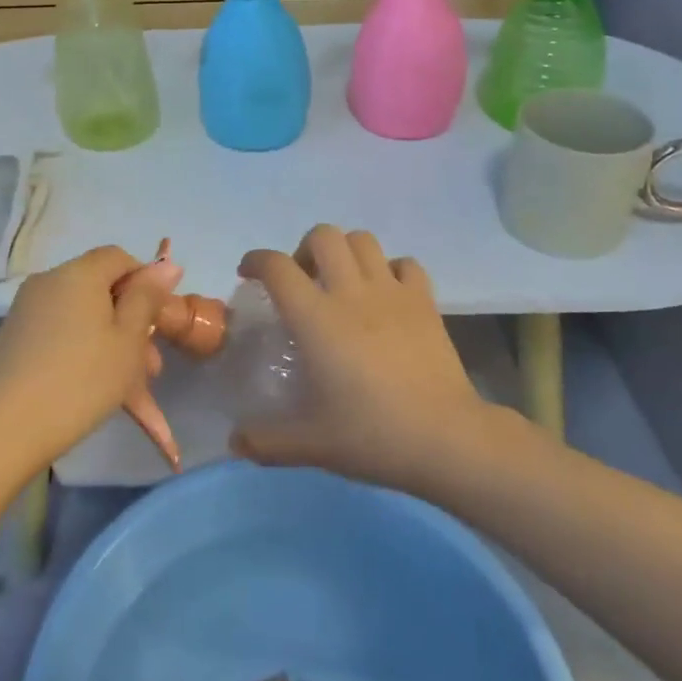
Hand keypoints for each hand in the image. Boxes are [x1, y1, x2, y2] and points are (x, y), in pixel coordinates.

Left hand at [0, 246, 176, 475]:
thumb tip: (168, 264)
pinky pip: (61, 335)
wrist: (2, 431)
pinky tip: (97, 392)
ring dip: (112, 346)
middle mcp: (49, 282)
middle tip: (151, 369)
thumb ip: (147, 298)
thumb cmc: (80, 381)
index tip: (159, 323)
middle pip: (101, 290)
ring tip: (133, 394)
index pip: (120, 258)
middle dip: (132, 325)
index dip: (146, 284)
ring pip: (83, 318)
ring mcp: (26, 311)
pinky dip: (83, 354)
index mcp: (78, 273)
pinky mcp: (13, 339)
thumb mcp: (128, 340)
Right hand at [231, 225, 485, 492]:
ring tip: (341, 283)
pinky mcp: (425, 301)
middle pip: (323, 236)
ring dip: (345, 252)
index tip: (249, 274)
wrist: (446, 439)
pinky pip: (405, 264)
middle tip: (302, 281)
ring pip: (363, 240)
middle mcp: (351, 293)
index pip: (277, 267)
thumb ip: (266, 441)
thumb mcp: (311, 445)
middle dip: (304, 249)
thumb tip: (235, 442)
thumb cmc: (373, 435)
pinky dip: (390, 270)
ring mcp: (392, 292)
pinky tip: (386, 296)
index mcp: (316, 319)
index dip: (256, 261)